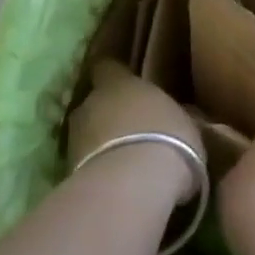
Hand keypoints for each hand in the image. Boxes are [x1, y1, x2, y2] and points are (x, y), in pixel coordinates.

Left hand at [67, 61, 204, 204]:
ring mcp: (74, 138)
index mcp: (119, 83)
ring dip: (100, 146)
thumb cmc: (168, 141)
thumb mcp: (186, 126)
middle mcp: (91, 102)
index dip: (114, 77)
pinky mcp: (67, 171)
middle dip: (108, 116)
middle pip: (94, 103)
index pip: (107, 67)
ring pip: (86, 135)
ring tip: (123, 165)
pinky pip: (84, 165)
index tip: (125, 86)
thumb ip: (174, 117)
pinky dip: (96, 172)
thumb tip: (179, 118)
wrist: (133, 186)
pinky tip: (116, 187)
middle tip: (130, 134)